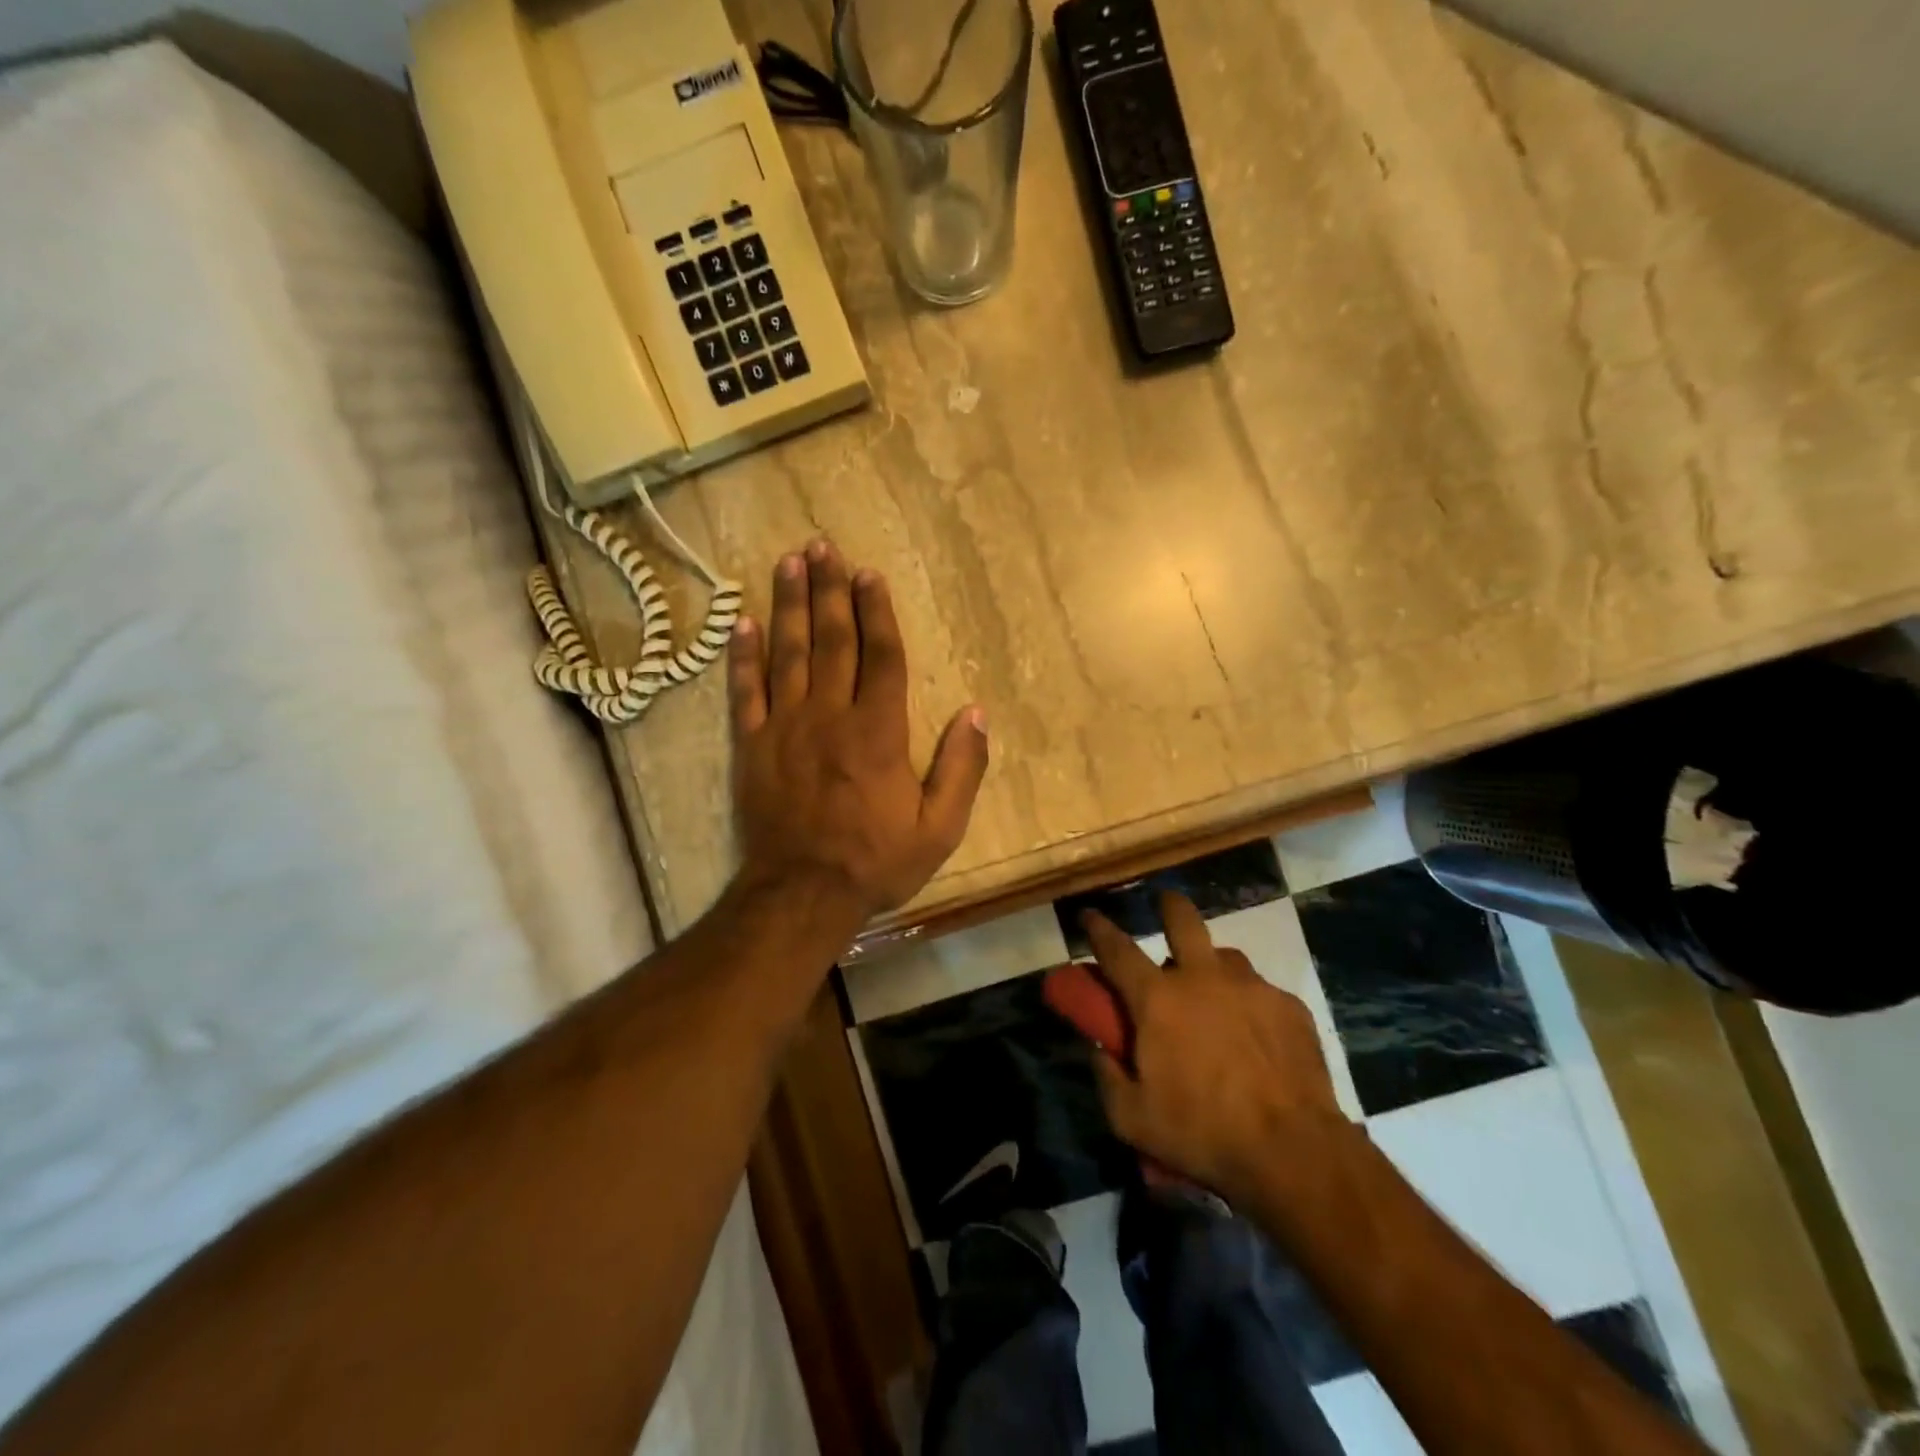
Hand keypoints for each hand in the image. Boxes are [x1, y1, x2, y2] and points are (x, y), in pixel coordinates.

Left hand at [728, 540, 988, 923]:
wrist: (801, 894)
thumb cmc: (876, 861)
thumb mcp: (939, 828)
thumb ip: (961, 768)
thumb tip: (975, 714)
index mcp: (879, 731)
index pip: (881, 656)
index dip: (876, 612)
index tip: (869, 574)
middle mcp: (830, 716)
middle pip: (832, 640)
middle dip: (829, 590)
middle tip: (822, 546)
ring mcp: (785, 727)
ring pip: (788, 653)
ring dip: (789, 605)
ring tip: (788, 563)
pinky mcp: (751, 745)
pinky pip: (745, 691)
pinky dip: (743, 655)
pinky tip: (741, 622)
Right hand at [1082, 892, 1346, 1204]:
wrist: (1293, 1151)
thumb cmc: (1202, 1132)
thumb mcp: (1132, 1119)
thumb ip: (1106, 1077)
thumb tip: (1098, 1048)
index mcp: (1158, 999)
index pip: (1117, 949)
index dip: (1098, 928)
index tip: (1089, 915)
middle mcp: (1203, 978)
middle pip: (1182, 919)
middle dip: (1168, 905)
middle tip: (1165, 908)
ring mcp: (1251, 987)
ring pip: (1225, 958)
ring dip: (1212, 968)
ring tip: (1215, 998)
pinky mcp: (1289, 1006)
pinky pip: (1261, 992)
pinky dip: (1250, 1005)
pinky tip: (1256, 1037)